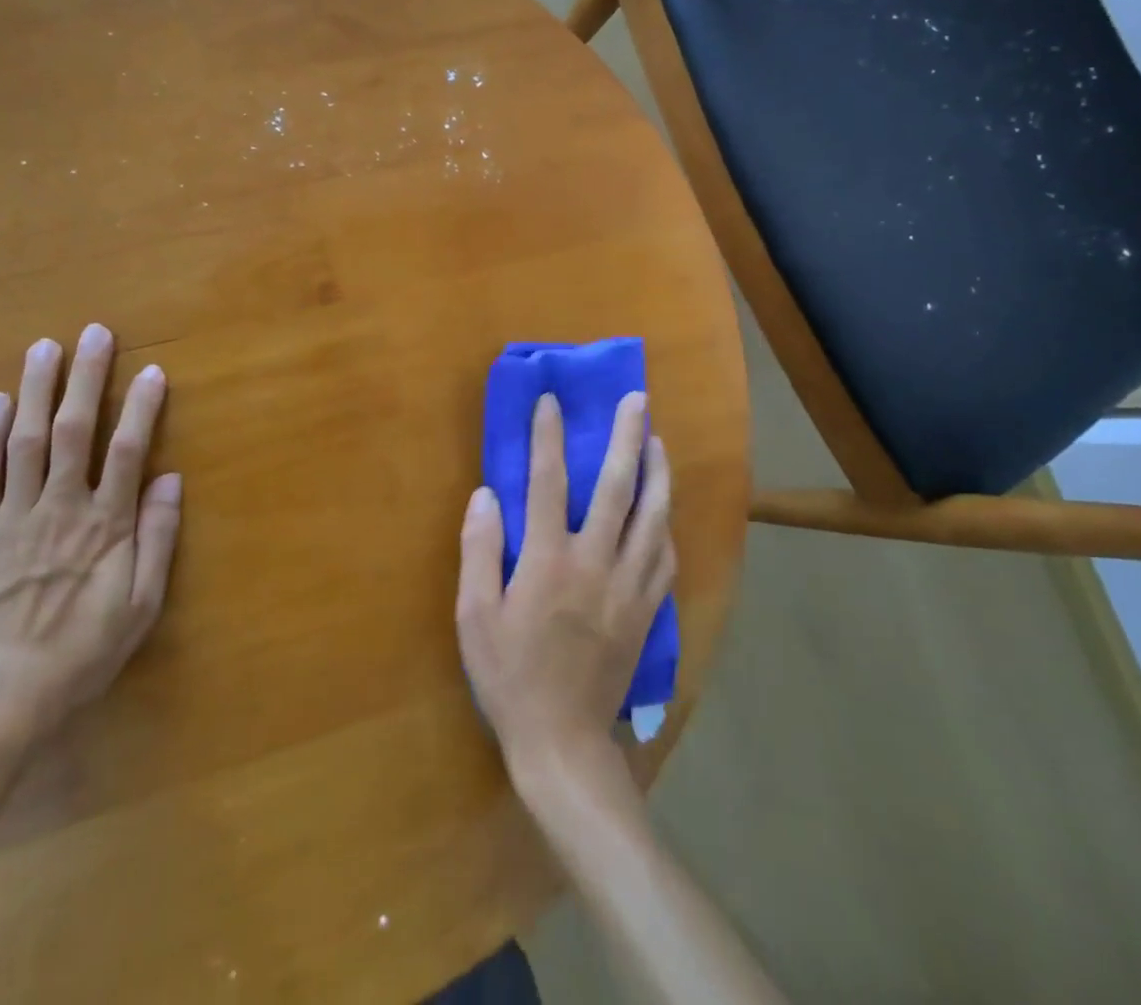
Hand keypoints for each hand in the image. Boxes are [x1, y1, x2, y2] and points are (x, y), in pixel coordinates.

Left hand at [0, 323, 181, 747]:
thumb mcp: (140, 606)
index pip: (128, 449)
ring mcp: (11, 517)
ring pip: (23, 440)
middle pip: (73, 430)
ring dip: (35, 390)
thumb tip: (170, 479)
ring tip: (43, 347)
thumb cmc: (80, 653)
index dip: (141, 406)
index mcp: (105, 525)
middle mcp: (60, 507)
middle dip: (85, 378)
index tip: (152, 370)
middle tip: (92, 333)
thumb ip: (157, 540)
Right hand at [456, 392, 673, 784]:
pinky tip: (665, 511)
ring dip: (658, 473)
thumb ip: (479, 550)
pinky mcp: (647, 611)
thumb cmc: (509, 675)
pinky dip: (666, 525)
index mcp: (548, 561)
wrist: (563, 741)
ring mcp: (628, 587)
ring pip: (653, 517)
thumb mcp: (474, 616)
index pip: (548, 482)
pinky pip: (665, 557)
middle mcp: (595, 563)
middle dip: (627, 438)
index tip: (551, 401)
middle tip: (637, 400)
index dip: (548, 437)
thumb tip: (486, 495)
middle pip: (617, 488)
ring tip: (659, 441)